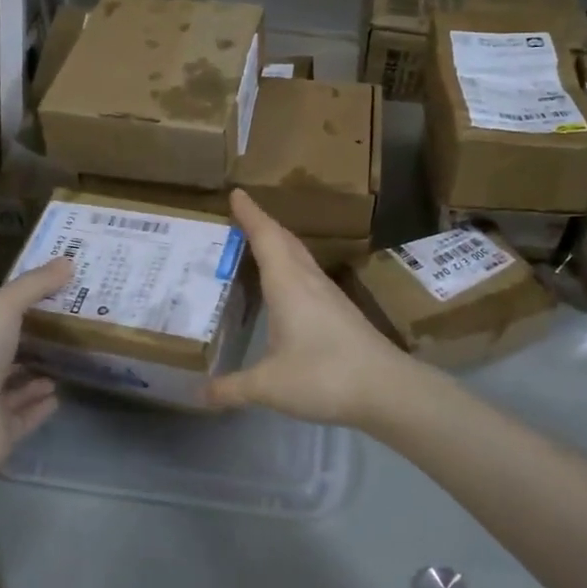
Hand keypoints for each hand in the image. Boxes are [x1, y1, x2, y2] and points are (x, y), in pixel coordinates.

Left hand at [0, 258, 72, 465]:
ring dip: (36, 374)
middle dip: (29, 340)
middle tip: (68, 326)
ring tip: (68, 360)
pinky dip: (39, 405)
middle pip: (2, 351)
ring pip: (12, 385)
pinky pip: (23, 416)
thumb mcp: (3, 307)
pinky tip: (60, 394)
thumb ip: (34, 285)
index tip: (48, 296)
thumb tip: (68, 261)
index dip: (12, 306)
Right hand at [208, 191, 426, 426]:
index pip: (266, 237)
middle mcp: (309, 281)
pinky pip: (308, 275)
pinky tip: (285, 288)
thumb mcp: (269, 386)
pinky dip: (290, 268)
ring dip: (279, 245)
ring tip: (256, 246)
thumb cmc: (324, 376)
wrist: (388, 390)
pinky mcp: (341, 312)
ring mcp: (329, 295)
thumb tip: (198, 394)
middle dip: (262, 225)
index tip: (236, 192)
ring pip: (300, 257)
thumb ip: (232, 388)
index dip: (250, 214)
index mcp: (289, 284)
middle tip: (239, 217)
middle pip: (285, 241)